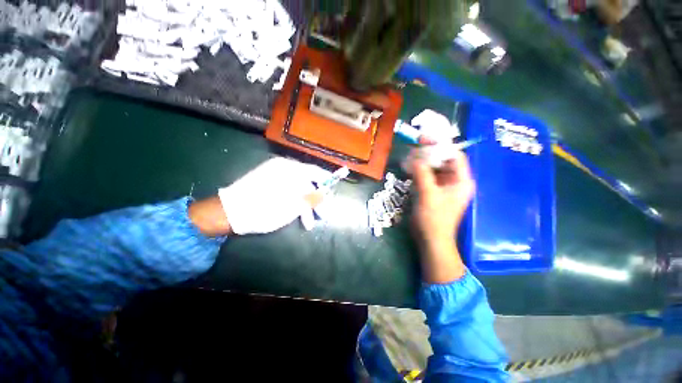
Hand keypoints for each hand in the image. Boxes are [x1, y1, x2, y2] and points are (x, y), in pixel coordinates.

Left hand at [217, 157, 330, 234]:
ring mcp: (275, 176)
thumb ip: (311, 198)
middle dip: (316, 201)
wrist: (228, 213)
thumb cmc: (263, 208)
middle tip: (323, 215)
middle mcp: (283, 169)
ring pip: (298, 190)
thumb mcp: (291, 206)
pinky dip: (294, 204)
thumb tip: (324, 194)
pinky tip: (297, 218)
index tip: (334, 190)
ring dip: (305, 206)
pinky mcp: (268, 185)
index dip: (327, 180)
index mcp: (289, 169)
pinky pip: (288, 192)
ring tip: (309, 224)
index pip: (315, 171)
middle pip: (307, 183)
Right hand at [411, 149, 474, 282]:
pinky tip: (410, 168)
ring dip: (423, 162)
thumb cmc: (434, 219)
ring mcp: (444, 187)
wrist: (431, 239)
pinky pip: (428, 176)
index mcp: (461, 181)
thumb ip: (423, 174)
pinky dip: (420, 171)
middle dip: (430, 153)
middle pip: (444, 160)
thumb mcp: (428, 194)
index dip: (441, 146)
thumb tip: (415, 158)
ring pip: (435, 168)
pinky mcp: (435, 192)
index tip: (424, 139)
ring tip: (410, 156)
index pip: (455, 156)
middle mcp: (455, 181)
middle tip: (415, 146)